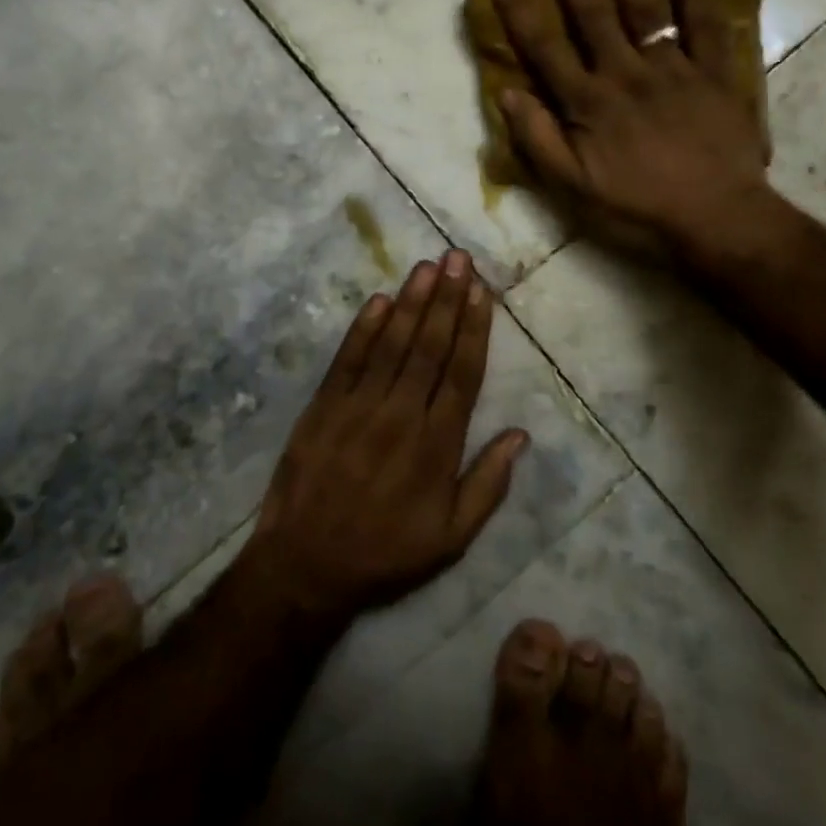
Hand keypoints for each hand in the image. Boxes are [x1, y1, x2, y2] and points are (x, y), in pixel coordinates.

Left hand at [246, 251, 528, 621]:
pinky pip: (348, 360)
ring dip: (411, 302)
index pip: (462, 374)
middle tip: (458, 258)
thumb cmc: (386, 553)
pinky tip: (379, 300)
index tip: (482, 292)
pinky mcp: (323, 407)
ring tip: (428, 265)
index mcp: (436, 446)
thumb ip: (488, 485)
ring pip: (392, 344)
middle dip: (446, 299)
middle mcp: (401, 416)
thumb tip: (520, 435)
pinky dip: (363, 329)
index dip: (473, 329)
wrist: (305, 567)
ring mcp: (358, 407)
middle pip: (429, 347)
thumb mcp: (451, 539)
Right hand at [492, 0, 770, 258]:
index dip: (521, 10)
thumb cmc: (638, 208)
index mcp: (588, 102)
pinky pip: (705, 28)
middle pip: (593, 15)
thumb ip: (539, 140)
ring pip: (645, 11)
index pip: (545, 47)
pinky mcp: (715, 75)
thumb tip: (507, 93)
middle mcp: (626, 74)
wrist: (717, 220)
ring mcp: (673, 70)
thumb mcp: (574, 188)